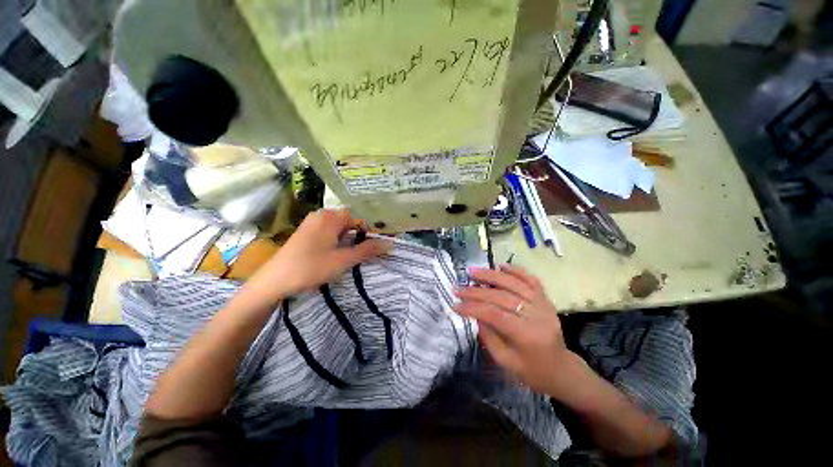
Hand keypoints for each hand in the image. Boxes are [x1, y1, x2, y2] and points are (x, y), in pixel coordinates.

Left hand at [247, 209, 391, 303]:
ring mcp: (312, 223)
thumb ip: (367, 250)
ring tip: (354, 255)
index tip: (377, 247)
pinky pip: (330, 233)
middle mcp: (321, 215)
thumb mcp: (343, 260)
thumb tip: (390, 243)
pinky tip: (338, 255)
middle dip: (360, 237)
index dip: (370, 232)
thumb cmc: (310, 268)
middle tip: (366, 253)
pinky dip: (338, 242)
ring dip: (349, 240)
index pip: (359, 219)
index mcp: (331, 216)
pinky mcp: (307, 233)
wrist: (273, 281)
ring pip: (340, 229)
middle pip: (350, 223)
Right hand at [454, 265, 584, 400]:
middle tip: (458, 288)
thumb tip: (474, 313)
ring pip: (514, 283)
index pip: (494, 314)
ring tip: (472, 271)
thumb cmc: (532, 371)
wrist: (561, 369)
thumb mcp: (506, 362)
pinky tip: (500, 266)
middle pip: (501, 296)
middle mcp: (537, 315)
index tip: (454, 304)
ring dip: (490, 275)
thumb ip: (488, 336)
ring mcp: (543, 304)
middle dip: (476, 291)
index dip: (472, 307)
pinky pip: (530, 279)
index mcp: (527, 336)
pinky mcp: (545, 298)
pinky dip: (515, 270)